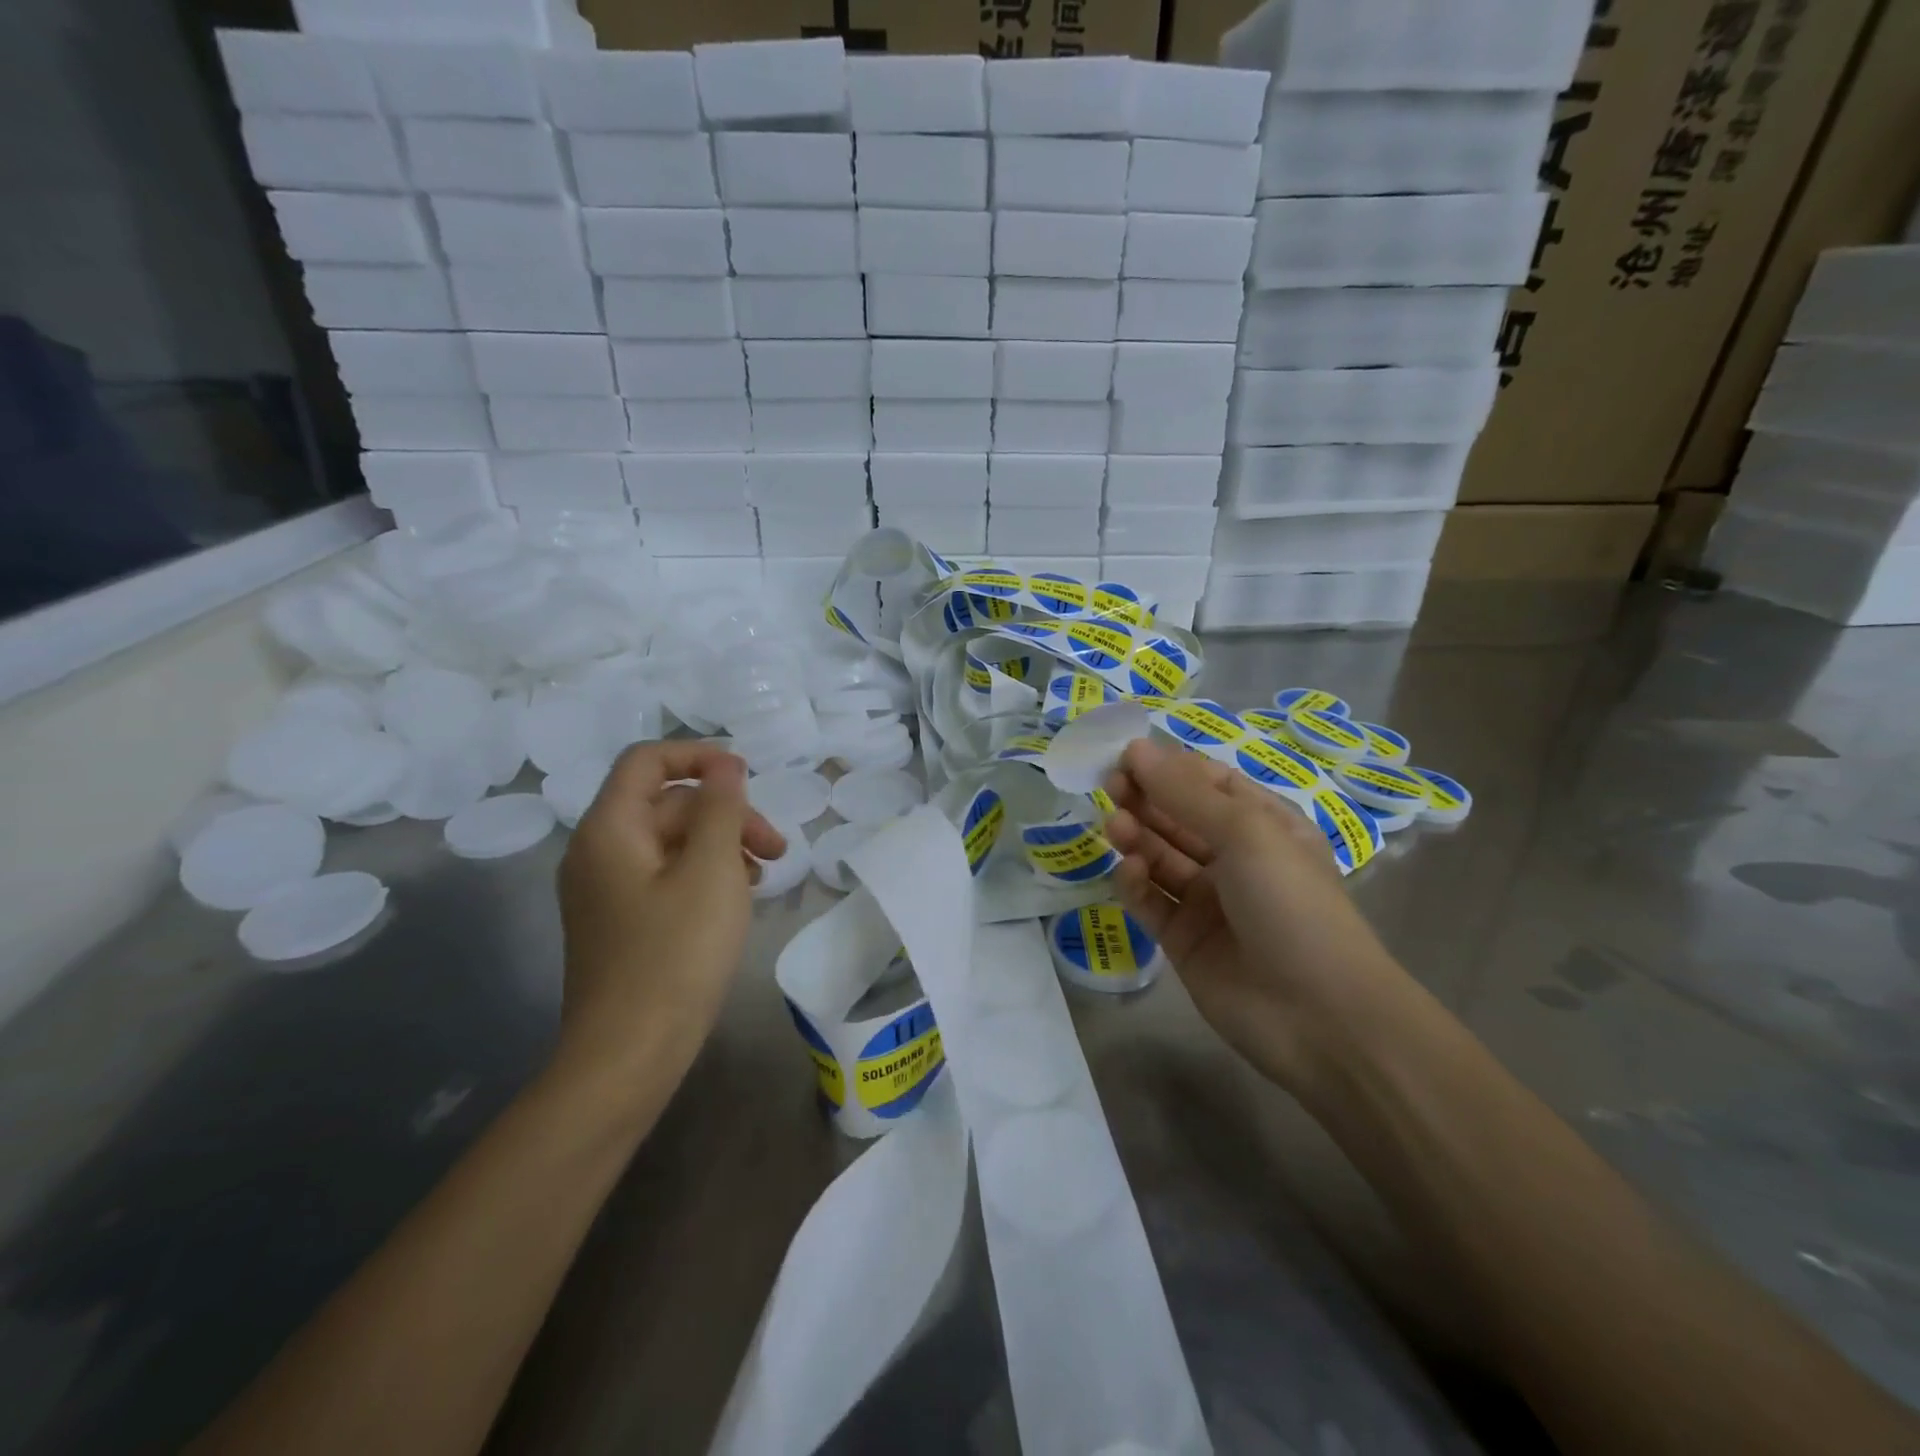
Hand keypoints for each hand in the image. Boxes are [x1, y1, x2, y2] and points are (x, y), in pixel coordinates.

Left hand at [555, 742, 784, 1092]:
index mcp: (610, 830)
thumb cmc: (675, 955)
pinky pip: (665, 876)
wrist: (628, 1056)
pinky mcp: (621, 922)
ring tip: (764, 876)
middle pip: (667, 803)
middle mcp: (598, 852)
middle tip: (777, 848)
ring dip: (721, 845)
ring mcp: (606, 891)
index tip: (748, 776)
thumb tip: (725, 764)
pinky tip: (738, 899)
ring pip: (671, 842)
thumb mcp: (711, 871)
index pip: (647, 760)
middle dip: (726, 813)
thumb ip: (720, 808)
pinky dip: (704, 874)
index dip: (699, 756)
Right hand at [1103, 738, 1411, 1100]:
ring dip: (1136, 837)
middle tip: (1110, 787)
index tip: (1125, 757)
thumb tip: (1137, 749)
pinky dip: (1135, 883)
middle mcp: (1234, 857)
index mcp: (1263, 824)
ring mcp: (1207, 900)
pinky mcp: (1182, 938)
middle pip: (1177, 817)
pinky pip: (1150, 900)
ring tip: (1115, 827)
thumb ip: (1185, 792)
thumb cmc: (1292, 904)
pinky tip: (1130, 873)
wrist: (1319, 1015)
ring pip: (1159, 856)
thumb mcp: (1246, 832)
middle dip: (1145, 798)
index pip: (1207, 782)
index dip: (1167, 767)